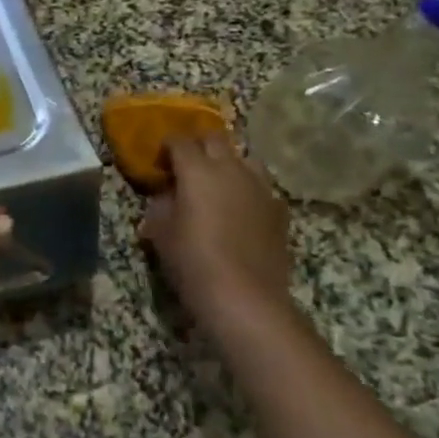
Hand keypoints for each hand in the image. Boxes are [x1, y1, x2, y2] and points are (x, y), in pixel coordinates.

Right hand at [139, 132, 291, 323]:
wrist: (246, 298)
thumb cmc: (193, 261)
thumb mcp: (160, 232)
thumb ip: (161, 205)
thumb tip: (166, 196)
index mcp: (197, 169)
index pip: (179, 141)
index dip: (167, 148)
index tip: (159, 164)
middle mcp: (231, 169)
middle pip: (215, 139)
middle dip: (198, 146)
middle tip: (186, 167)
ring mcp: (260, 188)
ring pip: (244, 158)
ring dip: (228, 164)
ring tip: (217, 185)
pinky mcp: (279, 210)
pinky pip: (261, 187)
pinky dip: (248, 190)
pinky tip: (241, 210)